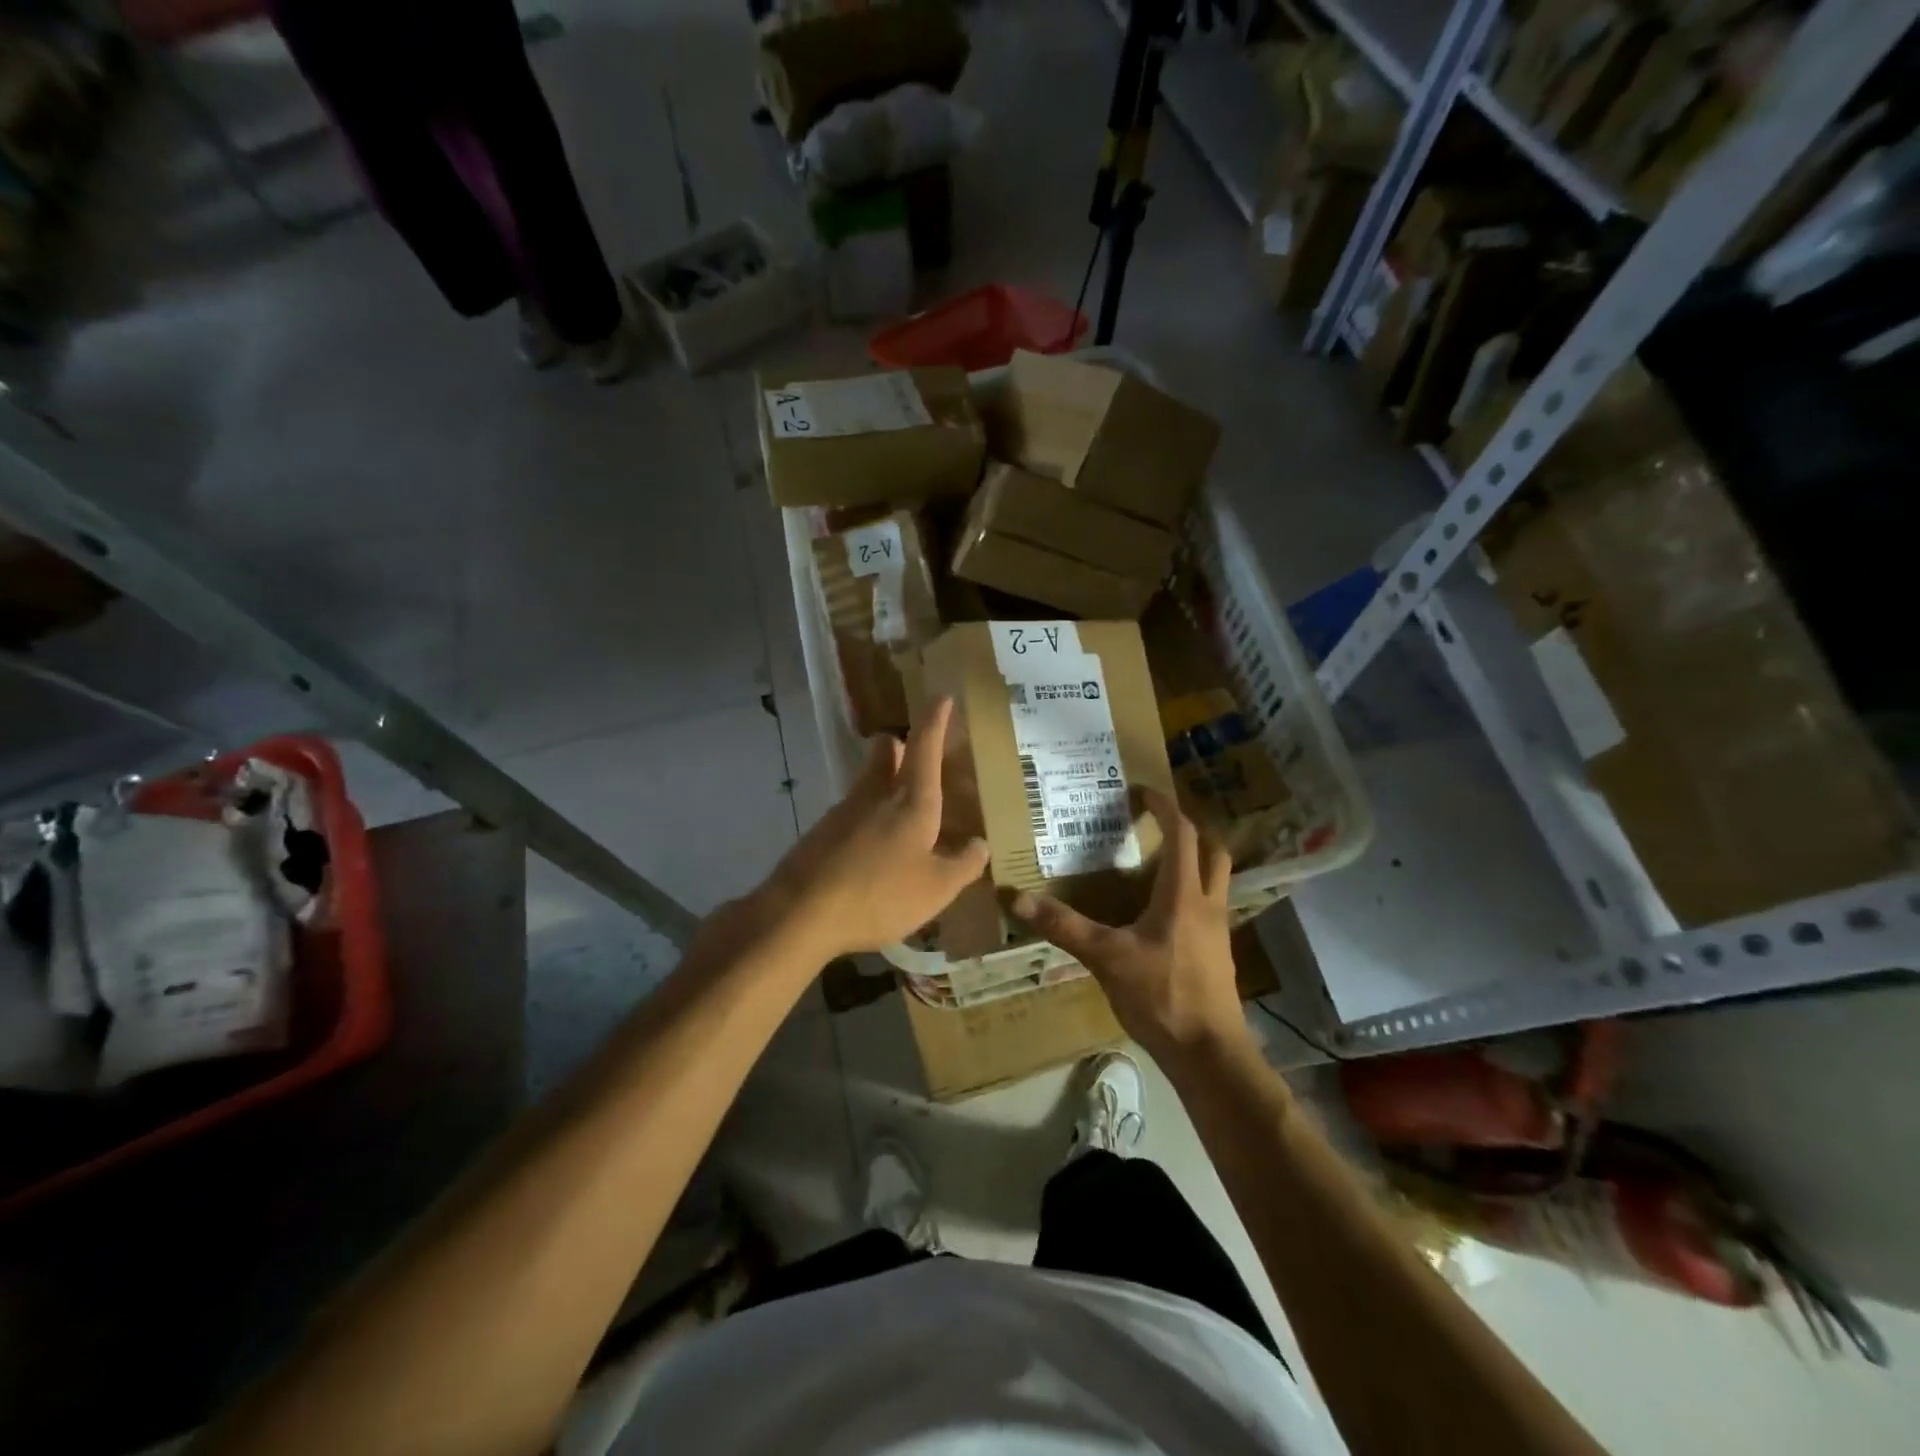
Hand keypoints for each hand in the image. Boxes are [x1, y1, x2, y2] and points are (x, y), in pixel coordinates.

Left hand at [760, 697, 989, 960]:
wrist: (800, 913)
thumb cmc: (880, 894)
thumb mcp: (936, 889)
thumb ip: (963, 865)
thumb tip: (980, 845)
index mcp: (911, 800)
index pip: (925, 746)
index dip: (935, 719)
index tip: (943, 695)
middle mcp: (875, 795)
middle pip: (885, 753)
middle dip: (900, 746)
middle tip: (914, 756)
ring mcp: (842, 812)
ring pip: (866, 782)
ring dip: (882, 785)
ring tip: (901, 815)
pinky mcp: (820, 834)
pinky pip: (851, 813)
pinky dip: (866, 819)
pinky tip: (872, 851)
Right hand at [1012, 789, 1248, 1062]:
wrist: (1210, 1054)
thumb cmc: (1161, 996)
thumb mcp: (1105, 957)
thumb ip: (1063, 926)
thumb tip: (1018, 898)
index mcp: (1183, 893)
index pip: (1182, 833)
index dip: (1163, 806)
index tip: (1139, 791)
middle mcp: (1207, 903)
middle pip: (1212, 850)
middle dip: (1189, 830)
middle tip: (1156, 825)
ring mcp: (1217, 930)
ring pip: (1214, 879)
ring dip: (1193, 862)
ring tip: (1155, 863)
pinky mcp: (1217, 953)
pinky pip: (1207, 907)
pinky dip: (1189, 894)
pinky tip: (1160, 914)